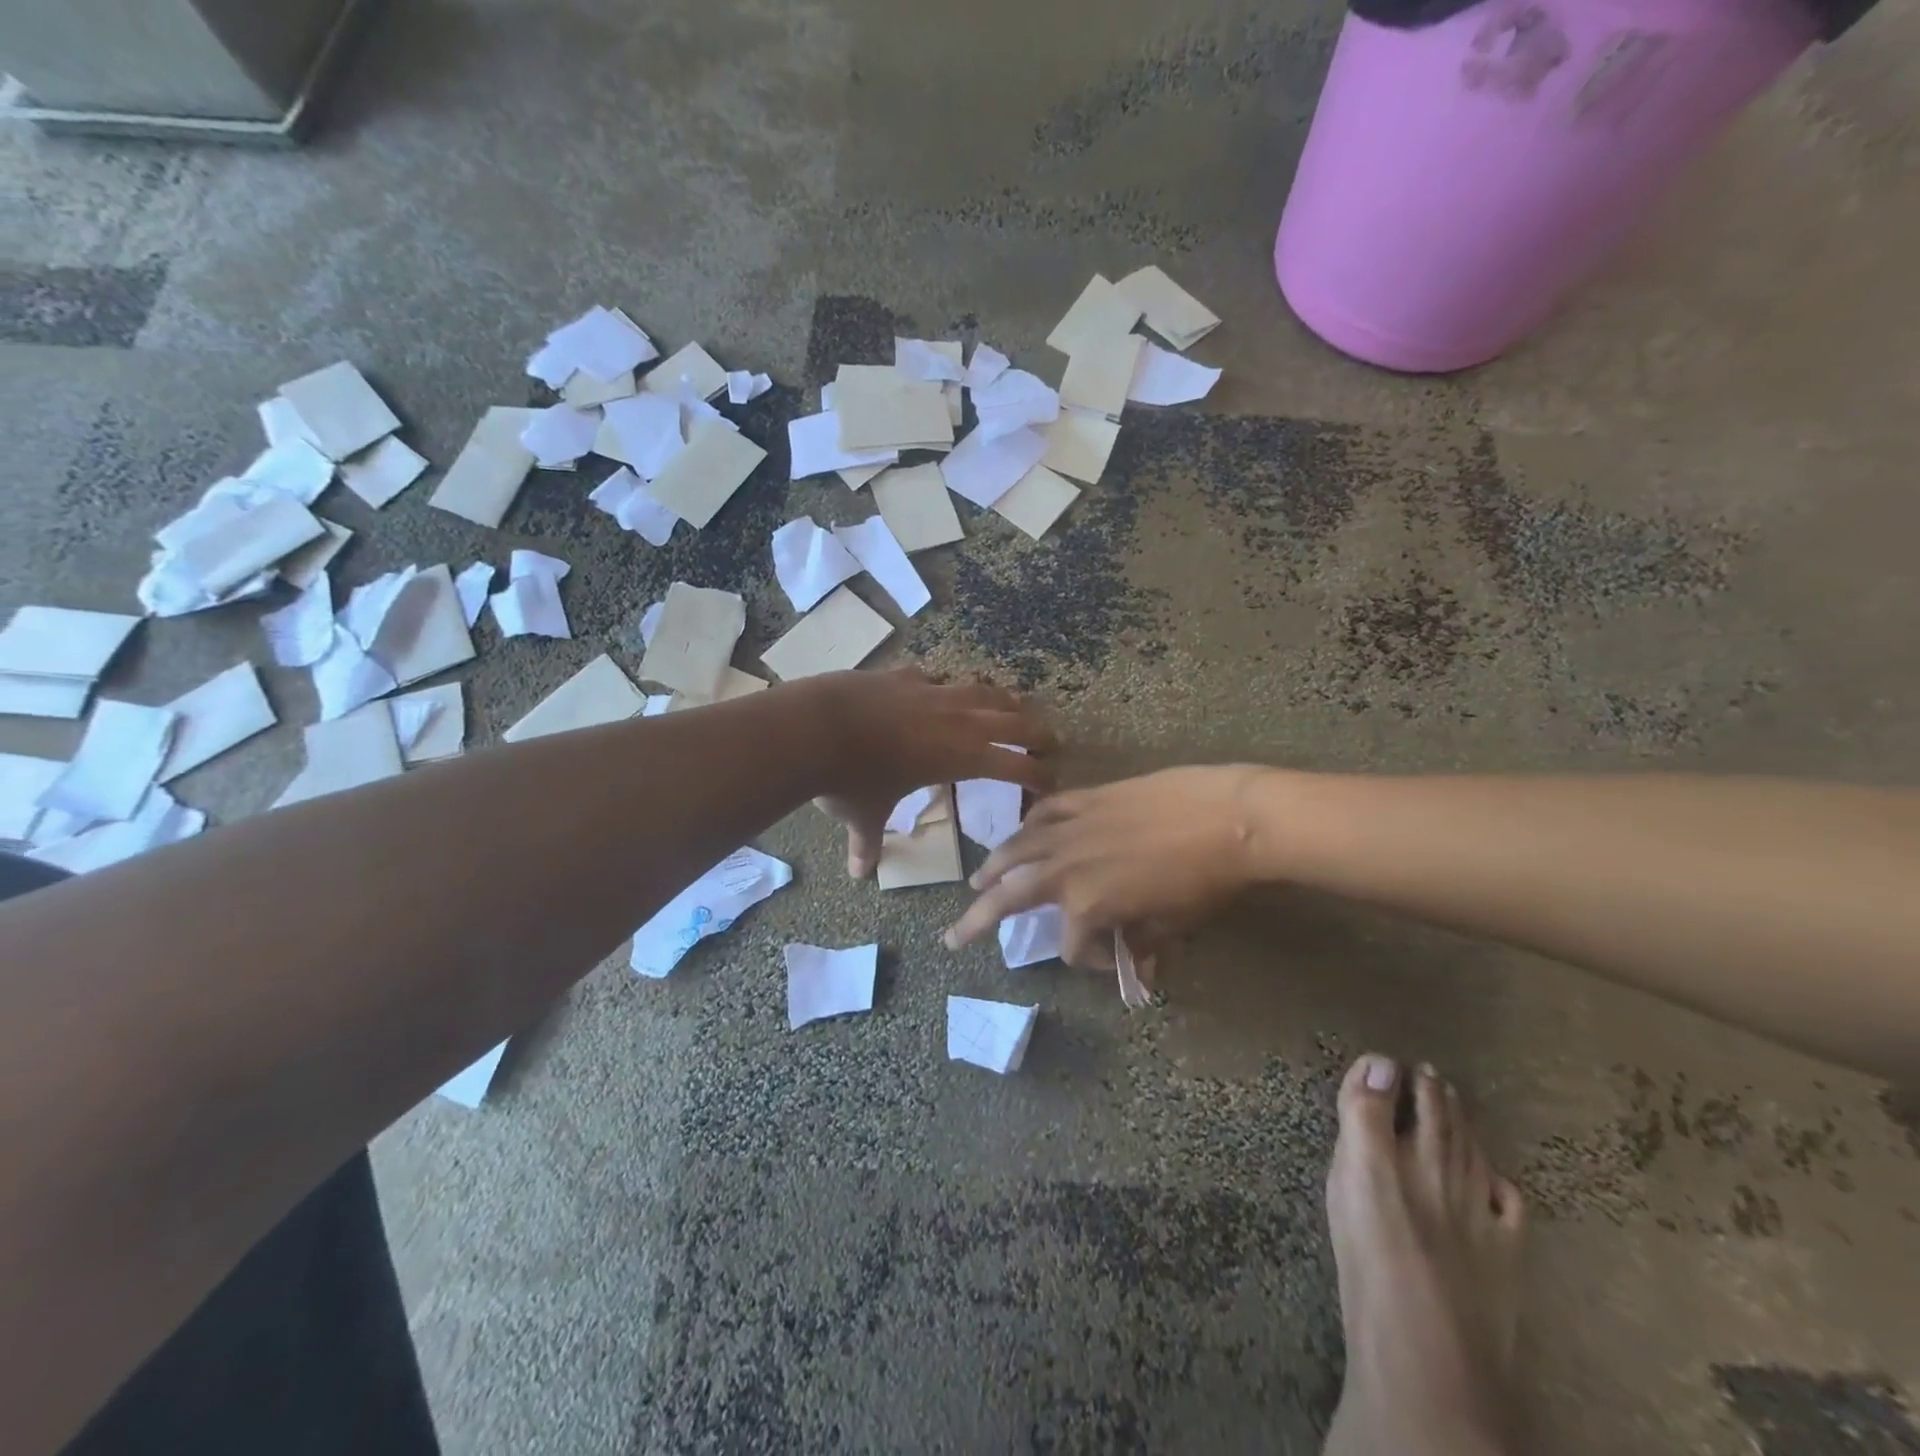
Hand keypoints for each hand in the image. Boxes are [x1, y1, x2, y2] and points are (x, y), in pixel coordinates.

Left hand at [810, 668, 1054, 877]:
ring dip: (1003, 699)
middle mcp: (958, 720)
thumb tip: (859, 873)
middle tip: (1050, 742)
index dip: (1040, 775)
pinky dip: (948, 684)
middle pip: (1014, 720)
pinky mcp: (905, 675)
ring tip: (1014, 703)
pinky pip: (938, 677)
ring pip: (983, 690)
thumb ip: (867, 843)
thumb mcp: (863, 816)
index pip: (1017, 765)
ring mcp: (932, 691)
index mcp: (962, 756)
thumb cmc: (851, 779)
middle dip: (1037, 732)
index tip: (1053, 783)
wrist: (816, 726)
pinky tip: (943, 686)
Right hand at [944, 766, 1258, 966]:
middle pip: (1009, 898)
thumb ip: (1143, 942)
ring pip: (1015, 850)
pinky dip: (1030, 824)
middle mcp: (1066, 869)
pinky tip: (1023, 831)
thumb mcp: (1174, 922)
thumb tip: (1139, 964)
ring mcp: (1071, 829)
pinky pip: (1045, 812)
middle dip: (977, 921)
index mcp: (1087, 905)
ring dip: (992, 868)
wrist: (1227, 816)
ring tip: (976, 882)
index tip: (1120, 960)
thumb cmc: (1205, 879)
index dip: (1090, 961)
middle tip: (954, 936)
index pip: (1071, 946)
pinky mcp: (1086, 798)